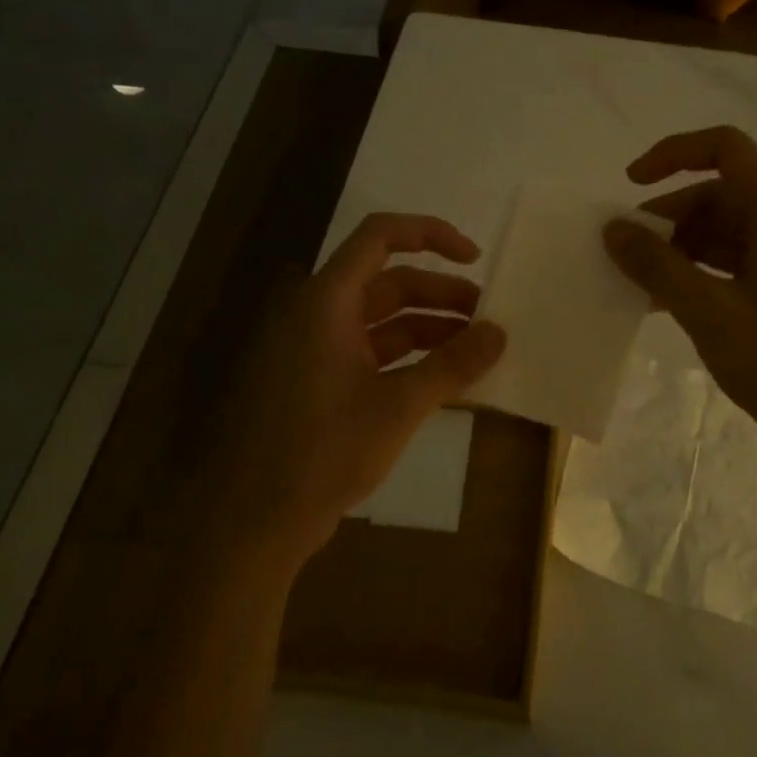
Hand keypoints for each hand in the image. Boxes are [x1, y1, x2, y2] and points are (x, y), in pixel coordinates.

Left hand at [208, 214, 504, 572]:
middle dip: (442, 294)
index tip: (475, 258)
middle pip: (389, 282)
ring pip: (383, 320)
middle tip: (488, 317)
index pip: (380, 236)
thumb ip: (452, 365)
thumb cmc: (324, 451)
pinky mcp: (320, 384)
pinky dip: (410, 358)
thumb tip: (499, 333)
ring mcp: (317, 351)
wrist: (256, 521)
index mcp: (327, 301)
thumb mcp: (399, 405)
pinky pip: (373, 353)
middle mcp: (319, 315)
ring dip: (430, 328)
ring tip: (476, 349)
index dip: (430, 235)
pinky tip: (446, 379)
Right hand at [603, 126, 756, 474]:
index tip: (630, 186)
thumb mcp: (707, 311)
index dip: (672, 154)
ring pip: (725, 229)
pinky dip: (700, 272)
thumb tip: (612, 229)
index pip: (724, 148)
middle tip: (628, 254)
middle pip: (720, 192)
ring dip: (680, 249)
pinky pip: (736, 260)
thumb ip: (656, 265)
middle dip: (669, 218)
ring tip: (642, 285)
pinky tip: (668, 302)